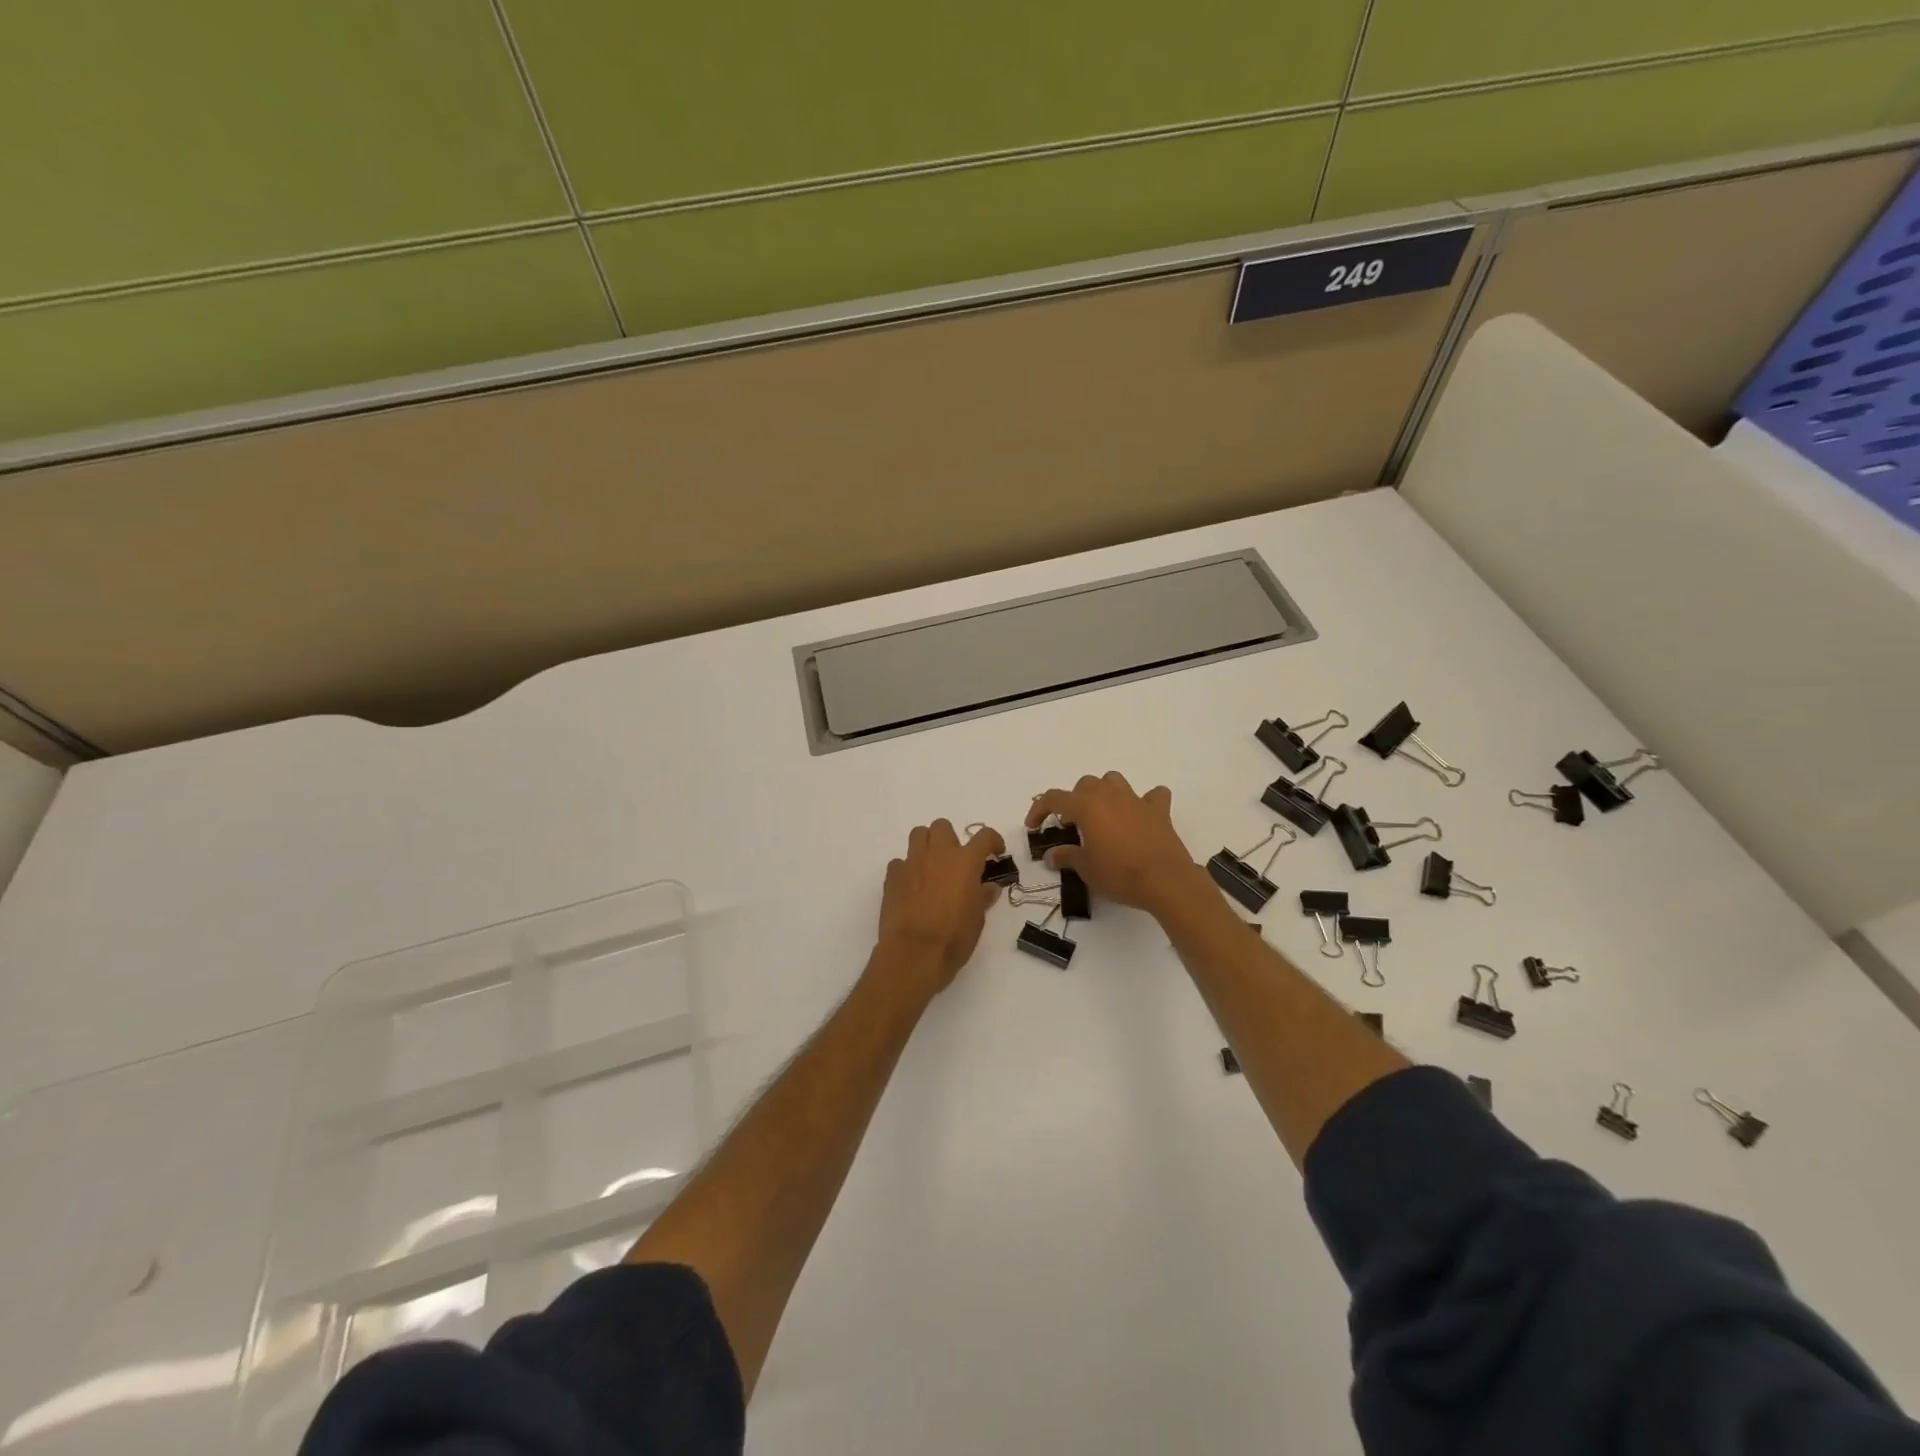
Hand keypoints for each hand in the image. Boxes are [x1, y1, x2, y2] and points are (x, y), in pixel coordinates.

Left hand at [875, 819, 1006, 997]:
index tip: (994, 852)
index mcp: (965, 862)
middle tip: (956, 861)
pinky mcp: (892, 876)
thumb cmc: (953, 937)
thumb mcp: (977, 919)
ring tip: (932, 866)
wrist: (914, 954)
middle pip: (943, 826)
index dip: (993, 841)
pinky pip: (900, 862)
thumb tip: (988, 888)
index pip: (984, 836)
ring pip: (918, 834)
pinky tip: (911, 887)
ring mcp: (912, 862)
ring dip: (927, 845)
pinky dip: (907, 869)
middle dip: (951, 838)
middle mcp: (938, 854)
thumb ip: (983, 897)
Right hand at [1026, 772, 1198, 915]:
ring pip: (1114, 780)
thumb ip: (1066, 856)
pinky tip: (1142, 815)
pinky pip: (1152, 796)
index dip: (1039, 810)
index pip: (1054, 798)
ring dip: (1104, 792)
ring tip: (1103, 814)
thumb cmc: (1118, 873)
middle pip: (1085, 784)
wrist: (1165, 880)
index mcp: (1086, 806)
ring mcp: (1136, 800)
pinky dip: (1146, 801)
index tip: (1033, 826)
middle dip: (1074, 800)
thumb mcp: (1086, 868)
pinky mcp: (1159, 810)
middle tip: (1072, 824)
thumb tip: (1051, 855)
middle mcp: (1109, 795)